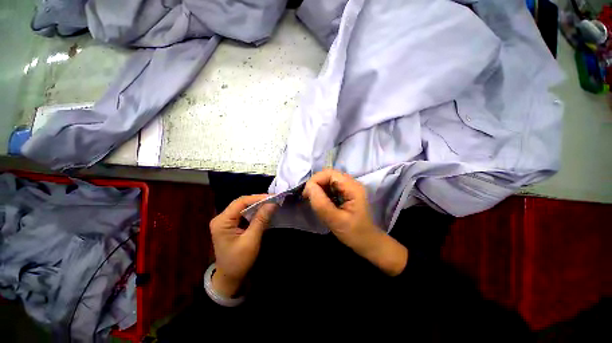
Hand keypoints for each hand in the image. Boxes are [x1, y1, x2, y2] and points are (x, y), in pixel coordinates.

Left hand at [209, 195, 276, 296]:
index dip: (257, 198)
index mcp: (222, 221)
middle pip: (241, 203)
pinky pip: (243, 213)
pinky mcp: (230, 224)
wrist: (229, 277)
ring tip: (271, 204)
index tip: (272, 197)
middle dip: (258, 201)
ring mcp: (225, 221)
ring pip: (243, 207)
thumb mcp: (251, 240)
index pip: (240, 202)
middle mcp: (221, 218)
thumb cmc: (239, 261)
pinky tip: (263, 211)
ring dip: (257, 205)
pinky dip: (254, 212)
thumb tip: (272, 203)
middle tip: (273, 200)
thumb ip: (261, 220)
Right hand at [302, 170, 407, 275]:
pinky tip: (321, 202)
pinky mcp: (345, 192)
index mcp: (352, 188)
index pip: (330, 174)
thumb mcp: (336, 221)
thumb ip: (321, 204)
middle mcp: (351, 183)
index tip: (306, 194)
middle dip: (316, 184)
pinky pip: (331, 187)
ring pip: (328, 180)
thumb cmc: (354, 233)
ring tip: (314, 201)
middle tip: (308, 198)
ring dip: (318, 188)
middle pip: (329, 175)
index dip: (316, 180)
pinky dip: (322, 192)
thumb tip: (309, 187)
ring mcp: (349, 187)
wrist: (367, 242)